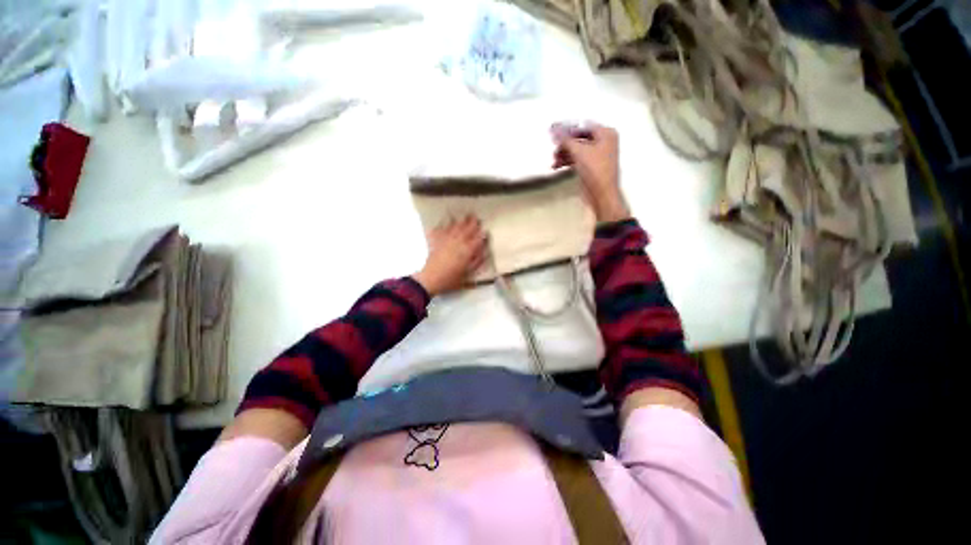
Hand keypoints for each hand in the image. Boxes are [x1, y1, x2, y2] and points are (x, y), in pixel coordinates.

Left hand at [413, 215, 487, 296]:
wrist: (432, 278)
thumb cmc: (451, 278)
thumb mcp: (468, 273)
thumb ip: (477, 262)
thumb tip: (484, 253)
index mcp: (467, 250)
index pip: (478, 239)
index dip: (482, 234)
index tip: (485, 230)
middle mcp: (458, 242)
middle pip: (467, 229)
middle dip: (472, 223)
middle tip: (476, 217)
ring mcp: (446, 240)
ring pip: (455, 227)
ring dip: (460, 221)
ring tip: (464, 216)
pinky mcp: (436, 241)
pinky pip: (440, 230)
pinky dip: (443, 225)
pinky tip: (444, 222)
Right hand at [551, 122, 630, 222]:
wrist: (601, 195)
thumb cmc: (595, 171)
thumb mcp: (579, 151)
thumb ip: (565, 139)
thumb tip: (554, 129)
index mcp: (606, 134)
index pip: (583, 125)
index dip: (567, 128)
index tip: (553, 132)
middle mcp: (604, 142)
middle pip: (579, 138)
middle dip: (565, 144)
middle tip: (554, 148)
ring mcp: (598, 156)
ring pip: (577, 150)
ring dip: (564, 153)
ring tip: (554, 160)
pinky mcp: (592, 167)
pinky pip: (578, 159)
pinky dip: (568, 161)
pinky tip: (557, 165)